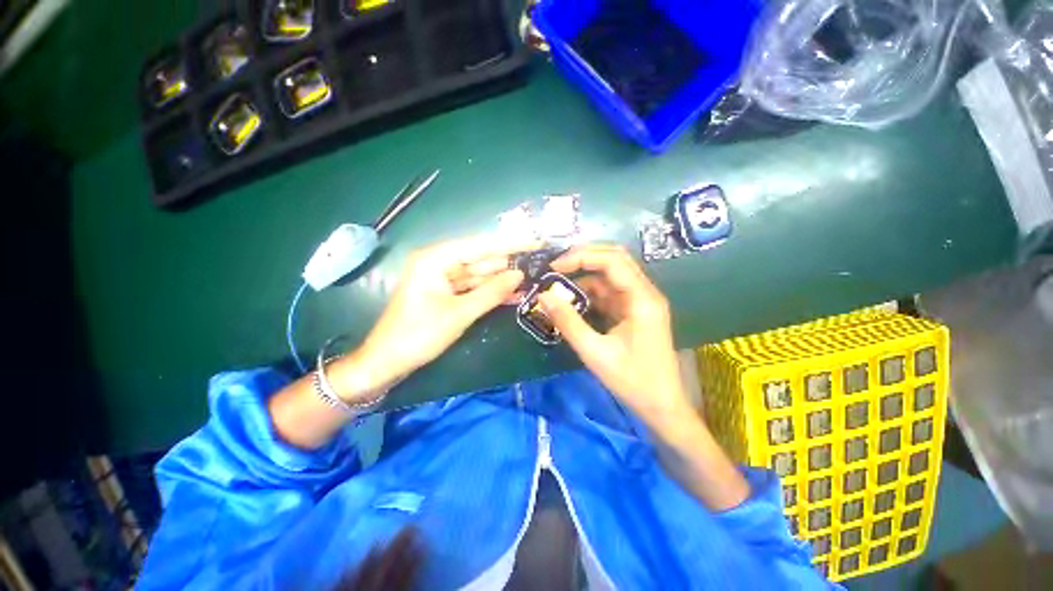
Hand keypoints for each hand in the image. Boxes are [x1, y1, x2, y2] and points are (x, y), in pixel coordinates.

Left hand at [349, 236, 534, 394]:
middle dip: (508, 263)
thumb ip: (492, 292)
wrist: (387, 362)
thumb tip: (520, 275)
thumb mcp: (460, 313)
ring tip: (531, 279)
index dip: (510, 244)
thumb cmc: (418, 335)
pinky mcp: (445, 292)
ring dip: (502, 279)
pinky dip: (490, 291)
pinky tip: (513, 293)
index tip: (535, 242)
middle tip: (537, 264)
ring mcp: (442, 278)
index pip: (480, 245)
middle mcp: (439, 262)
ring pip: (478, 274)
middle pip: (480, 258)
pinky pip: (472, 287)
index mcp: (436, 259)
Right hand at [539, 245, 690, 427]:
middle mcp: (644, 293)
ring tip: (558, 285)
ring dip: (584, 278)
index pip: (612, 261)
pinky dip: (590, 294)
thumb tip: (543, 296)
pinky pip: (609, 294)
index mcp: (642, 299)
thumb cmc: (633, 381)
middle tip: (555, 267)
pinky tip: (572, 302)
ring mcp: (639, 302)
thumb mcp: (595, 352)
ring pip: (610, 277)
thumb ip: (568, 322)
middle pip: (614, 260)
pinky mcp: (633, 312)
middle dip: (583, 259)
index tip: (554, 267)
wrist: (662, 407)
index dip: (581, 257)